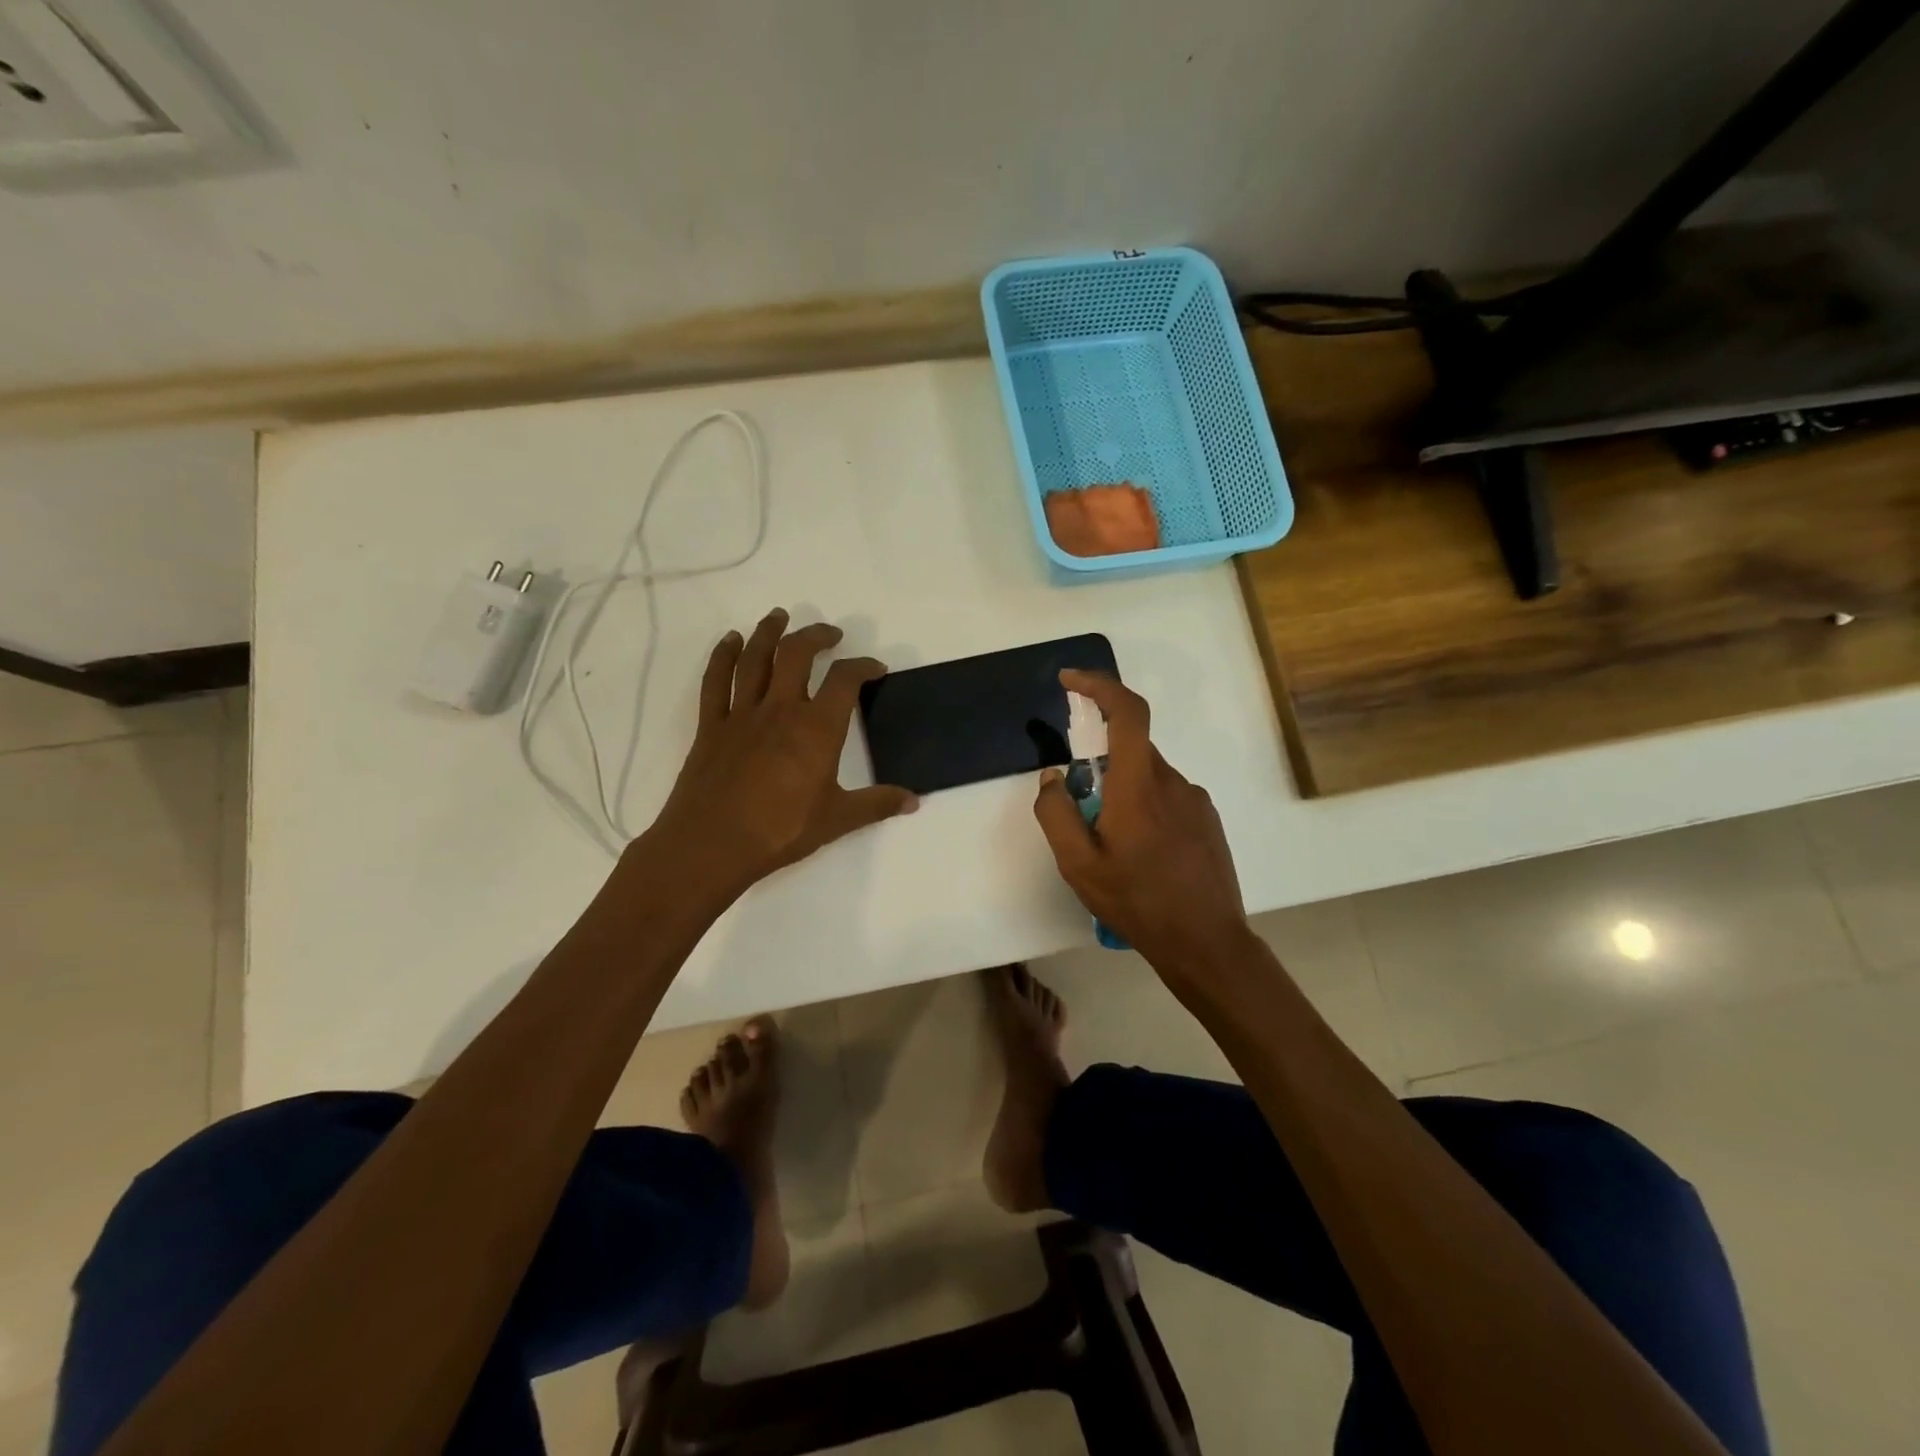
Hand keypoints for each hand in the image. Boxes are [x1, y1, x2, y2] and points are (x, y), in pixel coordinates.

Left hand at [648, 609, 916, 894]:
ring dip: (768, 632)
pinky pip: (716, 681)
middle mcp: (781, 710)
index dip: (863, 666)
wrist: (712, 845)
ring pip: (754, 658)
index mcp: (817, 729)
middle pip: (797, 654)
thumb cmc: (780, 831)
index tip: (874, 668)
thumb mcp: (837, 820)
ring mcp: (742, 714)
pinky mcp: (712, 726)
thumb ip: (876, 804)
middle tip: (830, 633)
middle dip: (816, 636)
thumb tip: (914, 801)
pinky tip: (730, 641)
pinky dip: (722, 656)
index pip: (845, 681)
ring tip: (779, 616)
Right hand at [1033, 670, 1250, 972]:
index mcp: (1139, 786)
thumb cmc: (1138, 902)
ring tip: (1114, 848)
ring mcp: (1195, 801)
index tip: (1070, 681)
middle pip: (1131, 749)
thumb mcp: (1078, 866)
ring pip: (1148, 776)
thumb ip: (1056, 814)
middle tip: (1083, 812)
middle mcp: (1172, 782)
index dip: (1099, 686)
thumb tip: (1053, 778)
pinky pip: (1167, 797)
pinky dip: (1145, 809)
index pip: (1127, 712)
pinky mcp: (1206, 819)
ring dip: (1123, 794)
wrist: (1206, 942)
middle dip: (1100, 766)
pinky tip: (1142, 856)